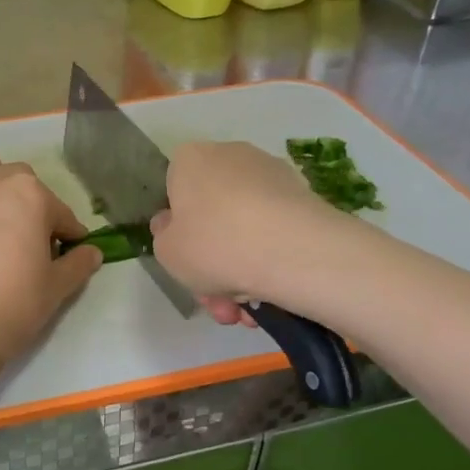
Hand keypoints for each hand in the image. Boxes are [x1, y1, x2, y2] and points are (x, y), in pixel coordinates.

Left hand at [0, 142, 101, 364]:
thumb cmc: (13, 305)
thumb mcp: (57, 288)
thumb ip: (78, 264)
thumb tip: (93, 252)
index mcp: (32, 197)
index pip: (59, 211)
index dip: (67, 231)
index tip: (67, 247)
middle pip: (19, 178)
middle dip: (29, 200)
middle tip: (26, 232)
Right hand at [149, 141, 353, 321]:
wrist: (292, 252)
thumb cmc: (213, 245)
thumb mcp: (166, 251)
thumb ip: (164, 236)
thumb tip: (174, 225)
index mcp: (191, 159)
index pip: (174, 189)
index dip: (177, 229)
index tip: (186, 259)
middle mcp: (231, 156)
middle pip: (212, 215)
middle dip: (213, 264)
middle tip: (218, 302)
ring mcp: (272, 175)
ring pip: (245, 230)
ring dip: (241, 272)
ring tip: (245, 312)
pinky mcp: (304, 198)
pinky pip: (274, 233)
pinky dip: (269, 262)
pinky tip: (270, 297)